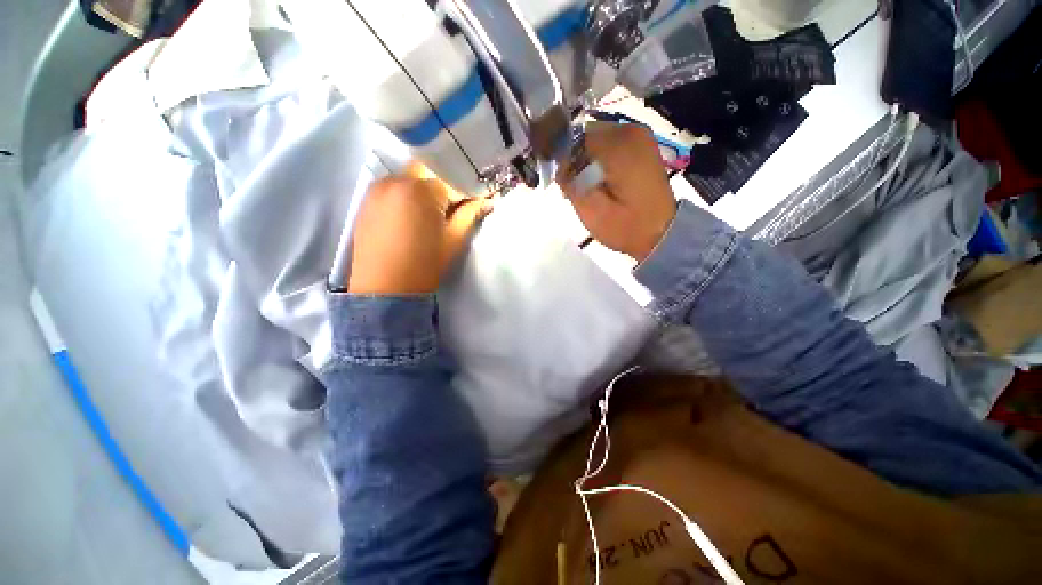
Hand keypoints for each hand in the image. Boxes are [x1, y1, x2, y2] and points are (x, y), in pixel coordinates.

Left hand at [347, 170, 491, 293]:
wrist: (385, 287)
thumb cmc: (425, 264)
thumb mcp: (454, 240)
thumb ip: (470, 215)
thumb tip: (488, 201)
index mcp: (422, 191)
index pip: (451, 181)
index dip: (465, 192)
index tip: (474, 202)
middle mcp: (396, 180)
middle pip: (428, 173)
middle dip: (443, 186)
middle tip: (451, 208)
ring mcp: (377, 188)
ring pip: (409, 178)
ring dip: (424, 190)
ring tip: (430, 214)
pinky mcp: (366, 200)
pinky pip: (392, 188)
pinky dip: (406, 195)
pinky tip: (410, 216)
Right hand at [557, 123, 676, 261]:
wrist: (660, 234)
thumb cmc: (625, 227)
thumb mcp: (591, 211)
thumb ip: (571, 182)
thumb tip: (559, 164)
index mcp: (618, 145)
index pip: (573, 138)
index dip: (563, 161)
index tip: (563, 184)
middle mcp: (629, 131)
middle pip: (585, 136)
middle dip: (575, 161)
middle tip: (574, 189)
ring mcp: (638, 136)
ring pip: (595, 140)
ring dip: (586, 161)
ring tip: (588, 187)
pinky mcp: (641, 146)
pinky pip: (609, 145)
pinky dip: (599, 160)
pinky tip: (601, 181)